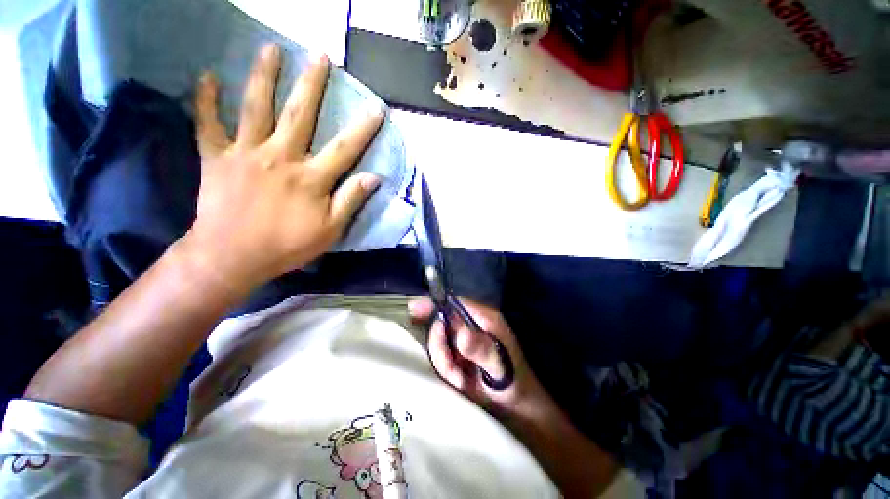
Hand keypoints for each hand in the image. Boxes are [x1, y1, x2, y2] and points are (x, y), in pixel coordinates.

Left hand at [183, 44, 384, 293]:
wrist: (233, 256)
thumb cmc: (288, 245)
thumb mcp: (330, 230)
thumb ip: (351, 200)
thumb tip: (373, 177)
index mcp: (311, 178)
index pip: (345, 147)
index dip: (363, 127)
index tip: (376, 107)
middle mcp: (281, 157)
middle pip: (299, 114)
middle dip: (312, 84)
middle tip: (320, 55)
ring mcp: (246, 153)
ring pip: (255, 108)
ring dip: (263, 76)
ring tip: (271, 48)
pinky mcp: (216, 158)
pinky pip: (208, 124)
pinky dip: (206, 100)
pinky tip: (207, 76)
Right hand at [408, 298, 549, 415]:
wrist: (517, 408)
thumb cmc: (515, 383)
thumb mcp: (500, 367)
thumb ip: (482, 350)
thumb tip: (461, 335)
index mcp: (483, 319)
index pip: (454, 303)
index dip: (434, 304)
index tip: (413, 310)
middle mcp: (471, 326)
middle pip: (441, 323)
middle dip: (441, 348)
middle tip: (454, 372)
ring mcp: (463, 342)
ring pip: (438, 343)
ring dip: (444, 364)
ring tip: (462, 381)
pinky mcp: (458, 356)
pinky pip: (440, 357)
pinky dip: (445, 370)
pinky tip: (460, 382)